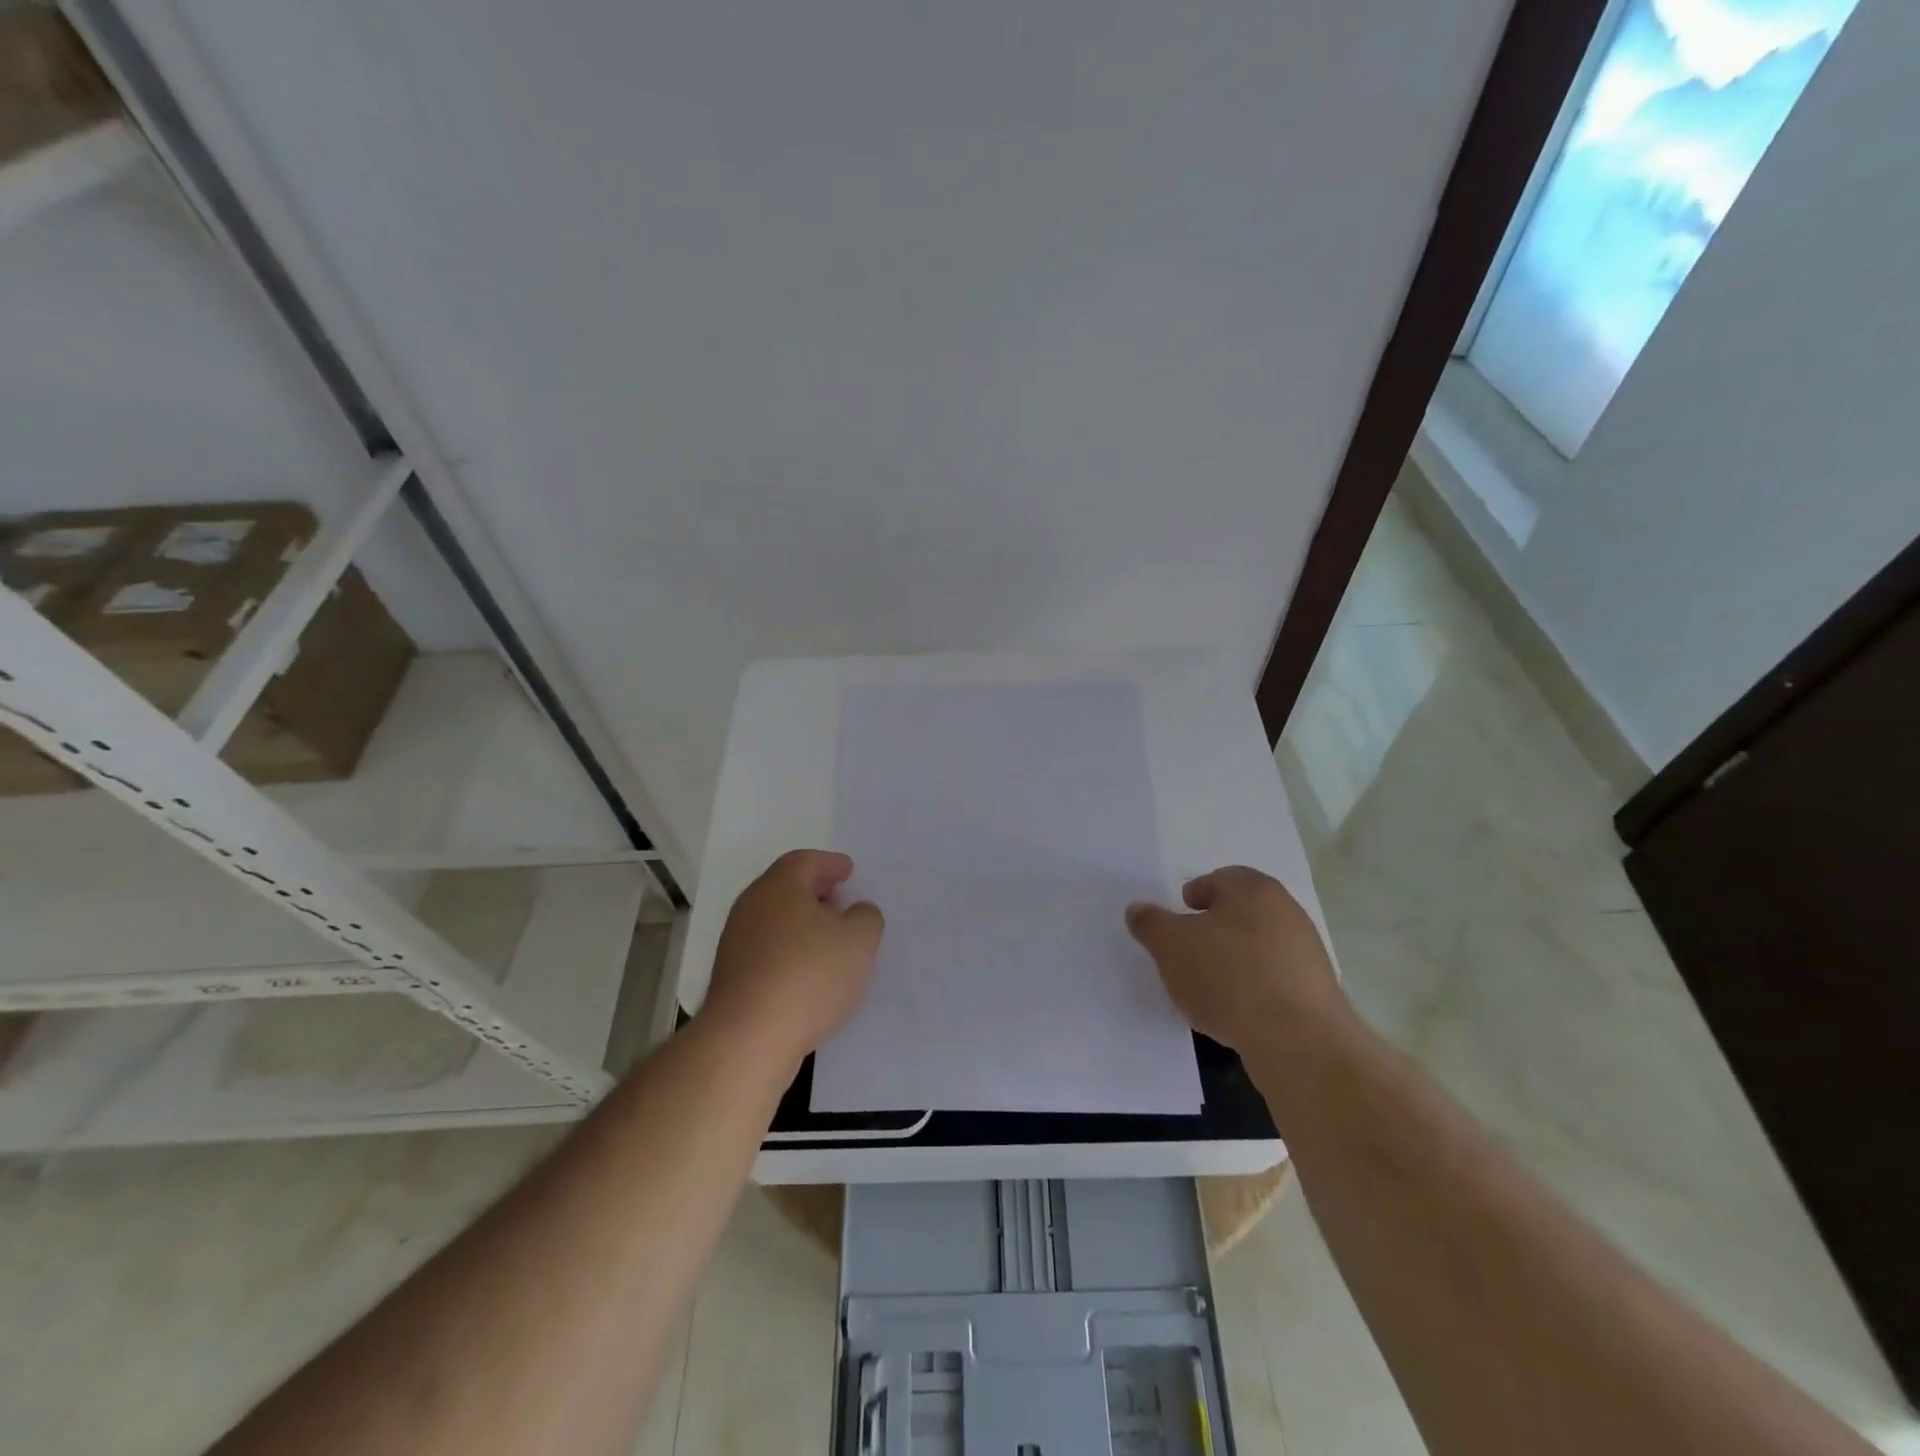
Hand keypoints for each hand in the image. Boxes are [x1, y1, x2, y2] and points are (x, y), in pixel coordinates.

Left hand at [701, 849, 884, 1068]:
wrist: (748, 1038)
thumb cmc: (809, 975)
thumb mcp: (859, 941)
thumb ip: (866, 917)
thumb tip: (857, 911)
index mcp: (780, 886)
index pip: (805, 861)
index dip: (830, 864)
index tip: (848, 870)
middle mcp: (751, 906)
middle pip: (786, 889)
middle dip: (815, 892)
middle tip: (840, 900)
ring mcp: (736, 943)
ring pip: (775, 921)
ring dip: (802, 924)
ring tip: (830, 940)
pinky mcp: (732, 977)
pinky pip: (768, 950)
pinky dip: (790, 951)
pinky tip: (809, 972)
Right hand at [1125, 866, 1344, 1053]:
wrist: (1299, 1043)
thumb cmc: (1228, 977)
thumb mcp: (1171, 946)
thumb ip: (1150, 923)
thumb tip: (1138, 909)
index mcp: (1254, 890)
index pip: (1221, 878)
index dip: (1196, 894)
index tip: (1180, 915)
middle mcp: (1287, 912)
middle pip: (1242, 911)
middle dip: (1215, 927)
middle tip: (1189, 949)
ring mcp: (1308, 952)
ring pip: (1260, 945)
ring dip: (1236, 958)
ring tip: (1211, 986)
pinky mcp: (1318, 991)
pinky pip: (1277, 978)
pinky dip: (1255, 986)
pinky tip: (1239, 1010)